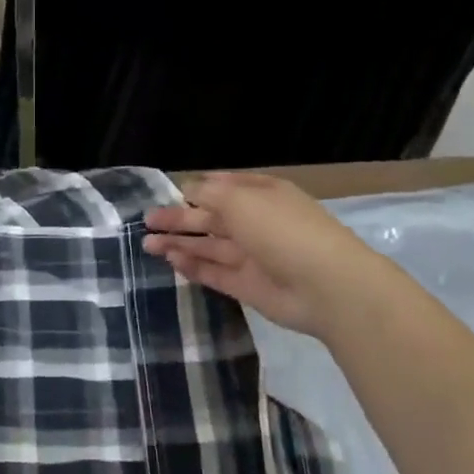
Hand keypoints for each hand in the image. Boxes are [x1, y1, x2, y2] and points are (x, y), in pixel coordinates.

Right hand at [144, 172, 360, 336]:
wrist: (326, 287)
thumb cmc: (282, 230)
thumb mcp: (241, 200)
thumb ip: (208, 194)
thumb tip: (186, 191)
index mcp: (261, 194)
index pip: (224, 186)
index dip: (196, 188)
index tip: (168, 193)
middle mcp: (256, 222)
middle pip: (211, 217)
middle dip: (179, 218)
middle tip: (147, 221)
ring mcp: (253, 256)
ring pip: (209, 246)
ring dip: (180, 243)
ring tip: (148, 243)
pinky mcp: (248, 286)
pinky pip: (215, 272)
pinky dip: (193, 266)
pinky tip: (170, 261)